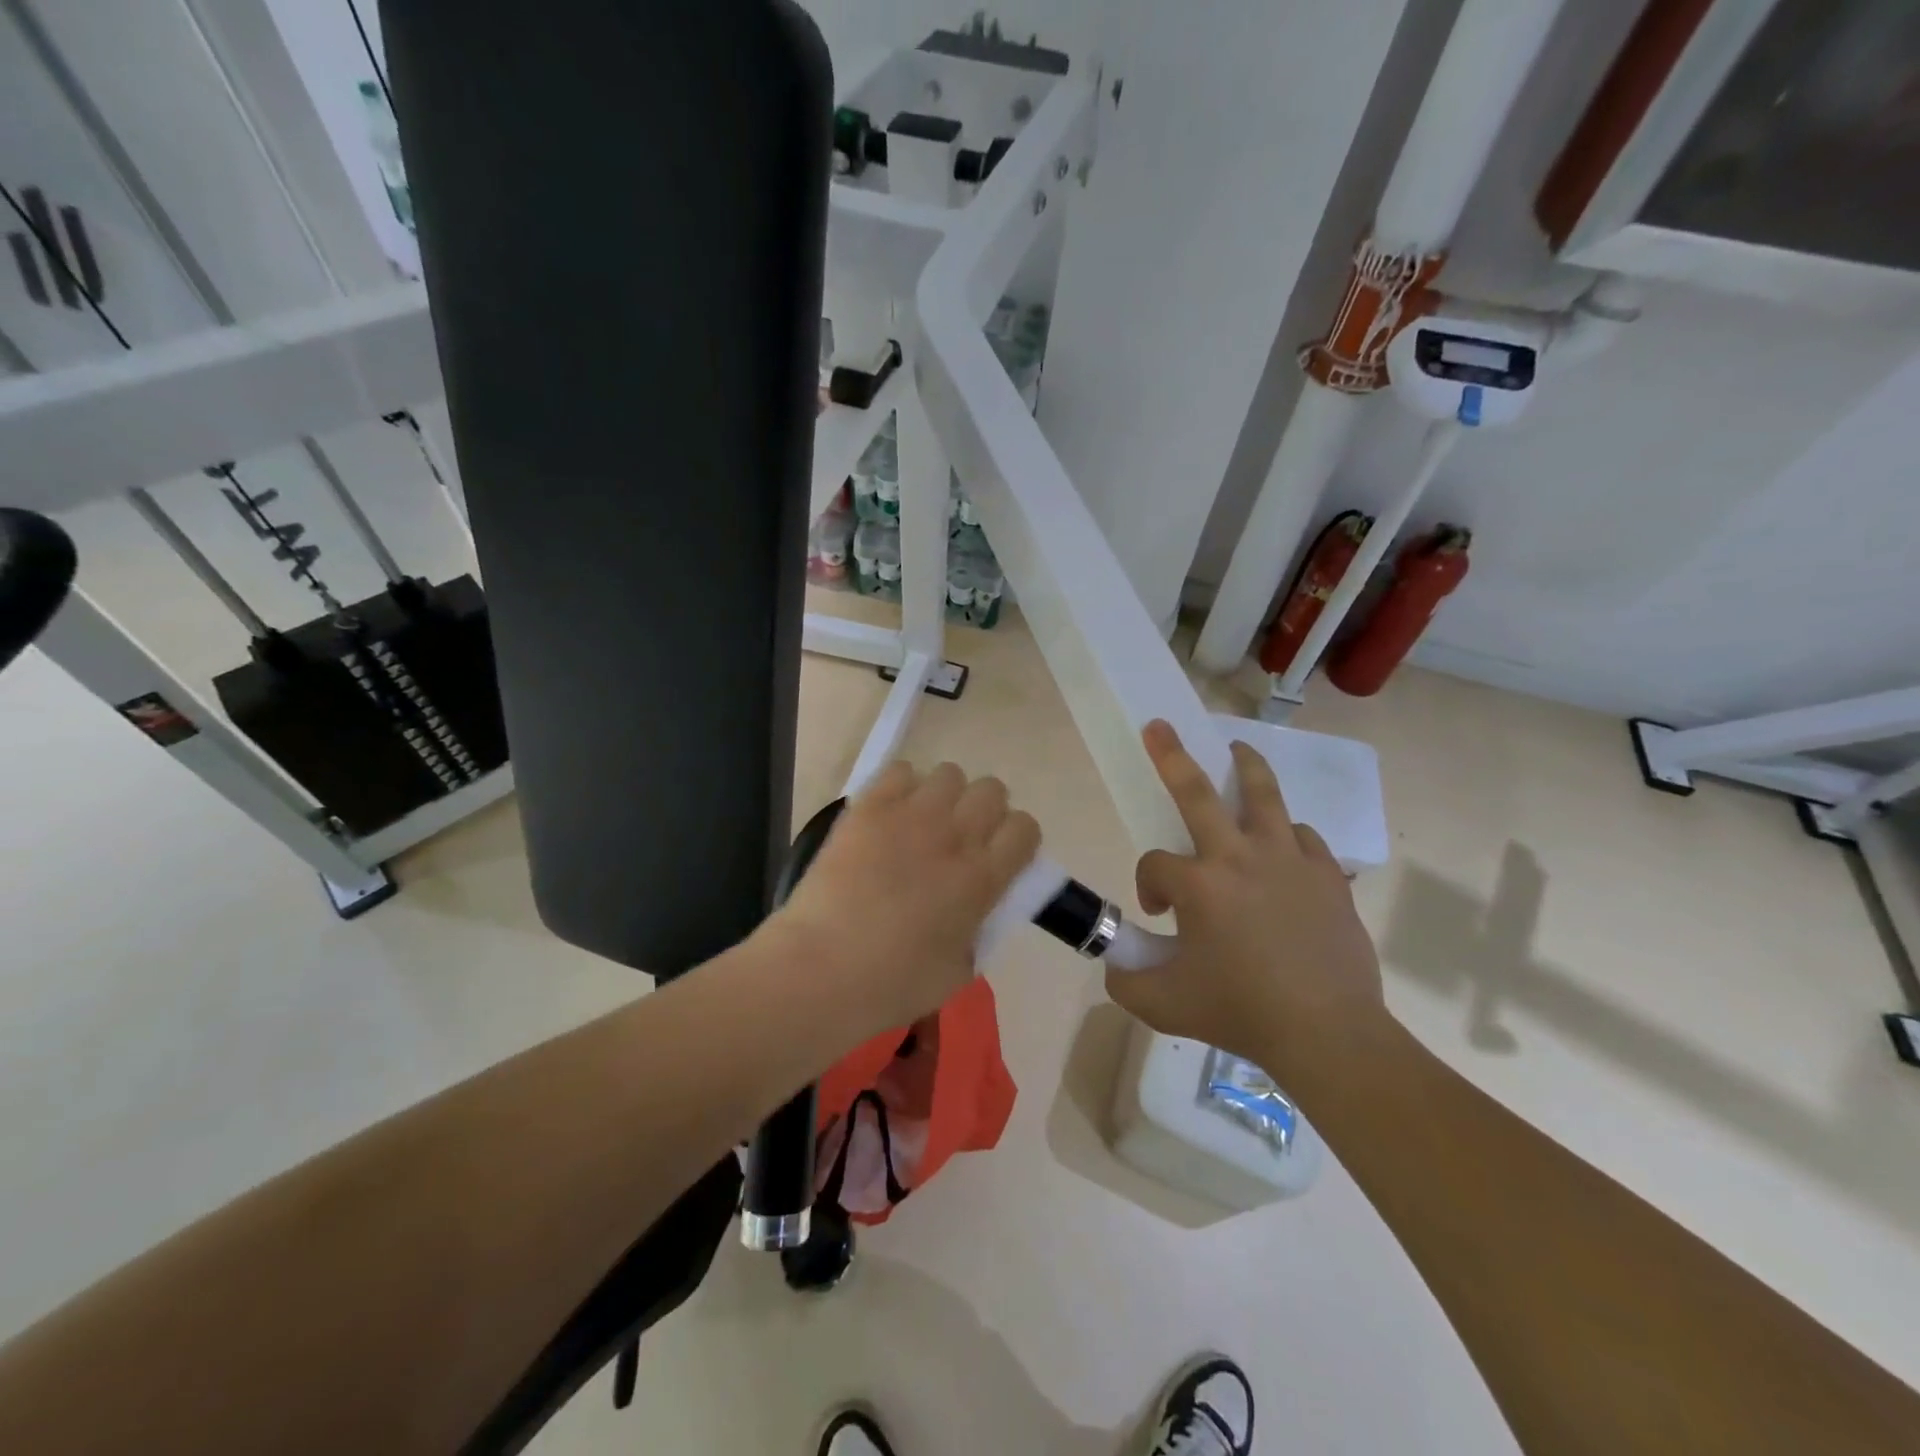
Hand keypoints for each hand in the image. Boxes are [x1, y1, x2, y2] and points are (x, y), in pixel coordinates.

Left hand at [767, 761, 1040, 1039]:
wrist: (821, 969)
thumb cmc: (891, 984)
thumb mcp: (958, 970)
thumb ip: (977, 929)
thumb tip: (974, 908)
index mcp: (983, 879)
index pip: (1024, 828)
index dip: (1016, 840)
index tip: (1000, 857)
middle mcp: (955, 836)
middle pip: (991, 790)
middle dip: (983, 811)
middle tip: (960, 838)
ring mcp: (911, 815)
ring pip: (950, 774)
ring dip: (944, 796)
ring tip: (922, 823)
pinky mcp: (869, 807)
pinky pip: (900, 771)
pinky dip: (902, 787)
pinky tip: (889, 815)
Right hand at [1105, 721, 1385, 1086]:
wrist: (1328, 1034)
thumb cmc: (1240, 1013)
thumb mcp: (1162, 1005)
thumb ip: (1125, 978)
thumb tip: (1114, 961)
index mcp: (1200, 885)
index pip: (1154, 863)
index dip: (1147, 884)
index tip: (1158, 914)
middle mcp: (1241, 857)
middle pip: (1198, 793)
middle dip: (1172, 756)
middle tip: (1159, 727)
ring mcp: (1289, 860)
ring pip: (1263, 795)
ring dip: (1244, 768)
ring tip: (1236, 750)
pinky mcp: (1327, 875)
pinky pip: (1301, 836)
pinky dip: (1285, 834)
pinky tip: (1280, 846)